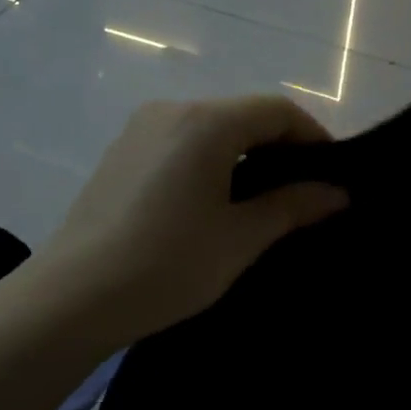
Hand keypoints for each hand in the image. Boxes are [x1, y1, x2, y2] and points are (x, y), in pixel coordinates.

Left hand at [38, 96, 347, 346]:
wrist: (72, 298)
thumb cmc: (167, 264)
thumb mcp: (239, 238)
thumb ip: (292, 207)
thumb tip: (338, 193)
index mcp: (205, 122)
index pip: (276, 110)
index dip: (313, 137)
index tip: (332, 175)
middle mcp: (171, 111)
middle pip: (242, 114)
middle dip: (280, 147)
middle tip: (303, 193)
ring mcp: (139, 130)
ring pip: (210, 129)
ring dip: (244, 155)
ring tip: (261, 202)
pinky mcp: (120, 154)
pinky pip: (180, 144)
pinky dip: (210, 162)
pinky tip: (213, 203)